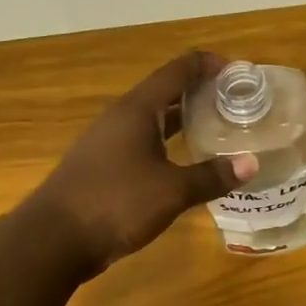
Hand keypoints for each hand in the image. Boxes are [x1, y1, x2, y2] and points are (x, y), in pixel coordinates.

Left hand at [31, 51, 258, 274]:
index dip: (207, 65)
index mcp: (137, 110)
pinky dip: (169, 146)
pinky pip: (144, 145)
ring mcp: (109, 143)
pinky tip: (186, 163)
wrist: (54, 239)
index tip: (237, 70)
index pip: (177, 72)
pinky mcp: (105, 168)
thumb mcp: (171, 191)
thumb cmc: (115, 203)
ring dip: (184, 121)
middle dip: (200, 93)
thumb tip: (251, 164)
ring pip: (154, 122)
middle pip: (166, 93)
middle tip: (236, 102)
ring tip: (218, 129)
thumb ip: (211, 176)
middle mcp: (122, 119)